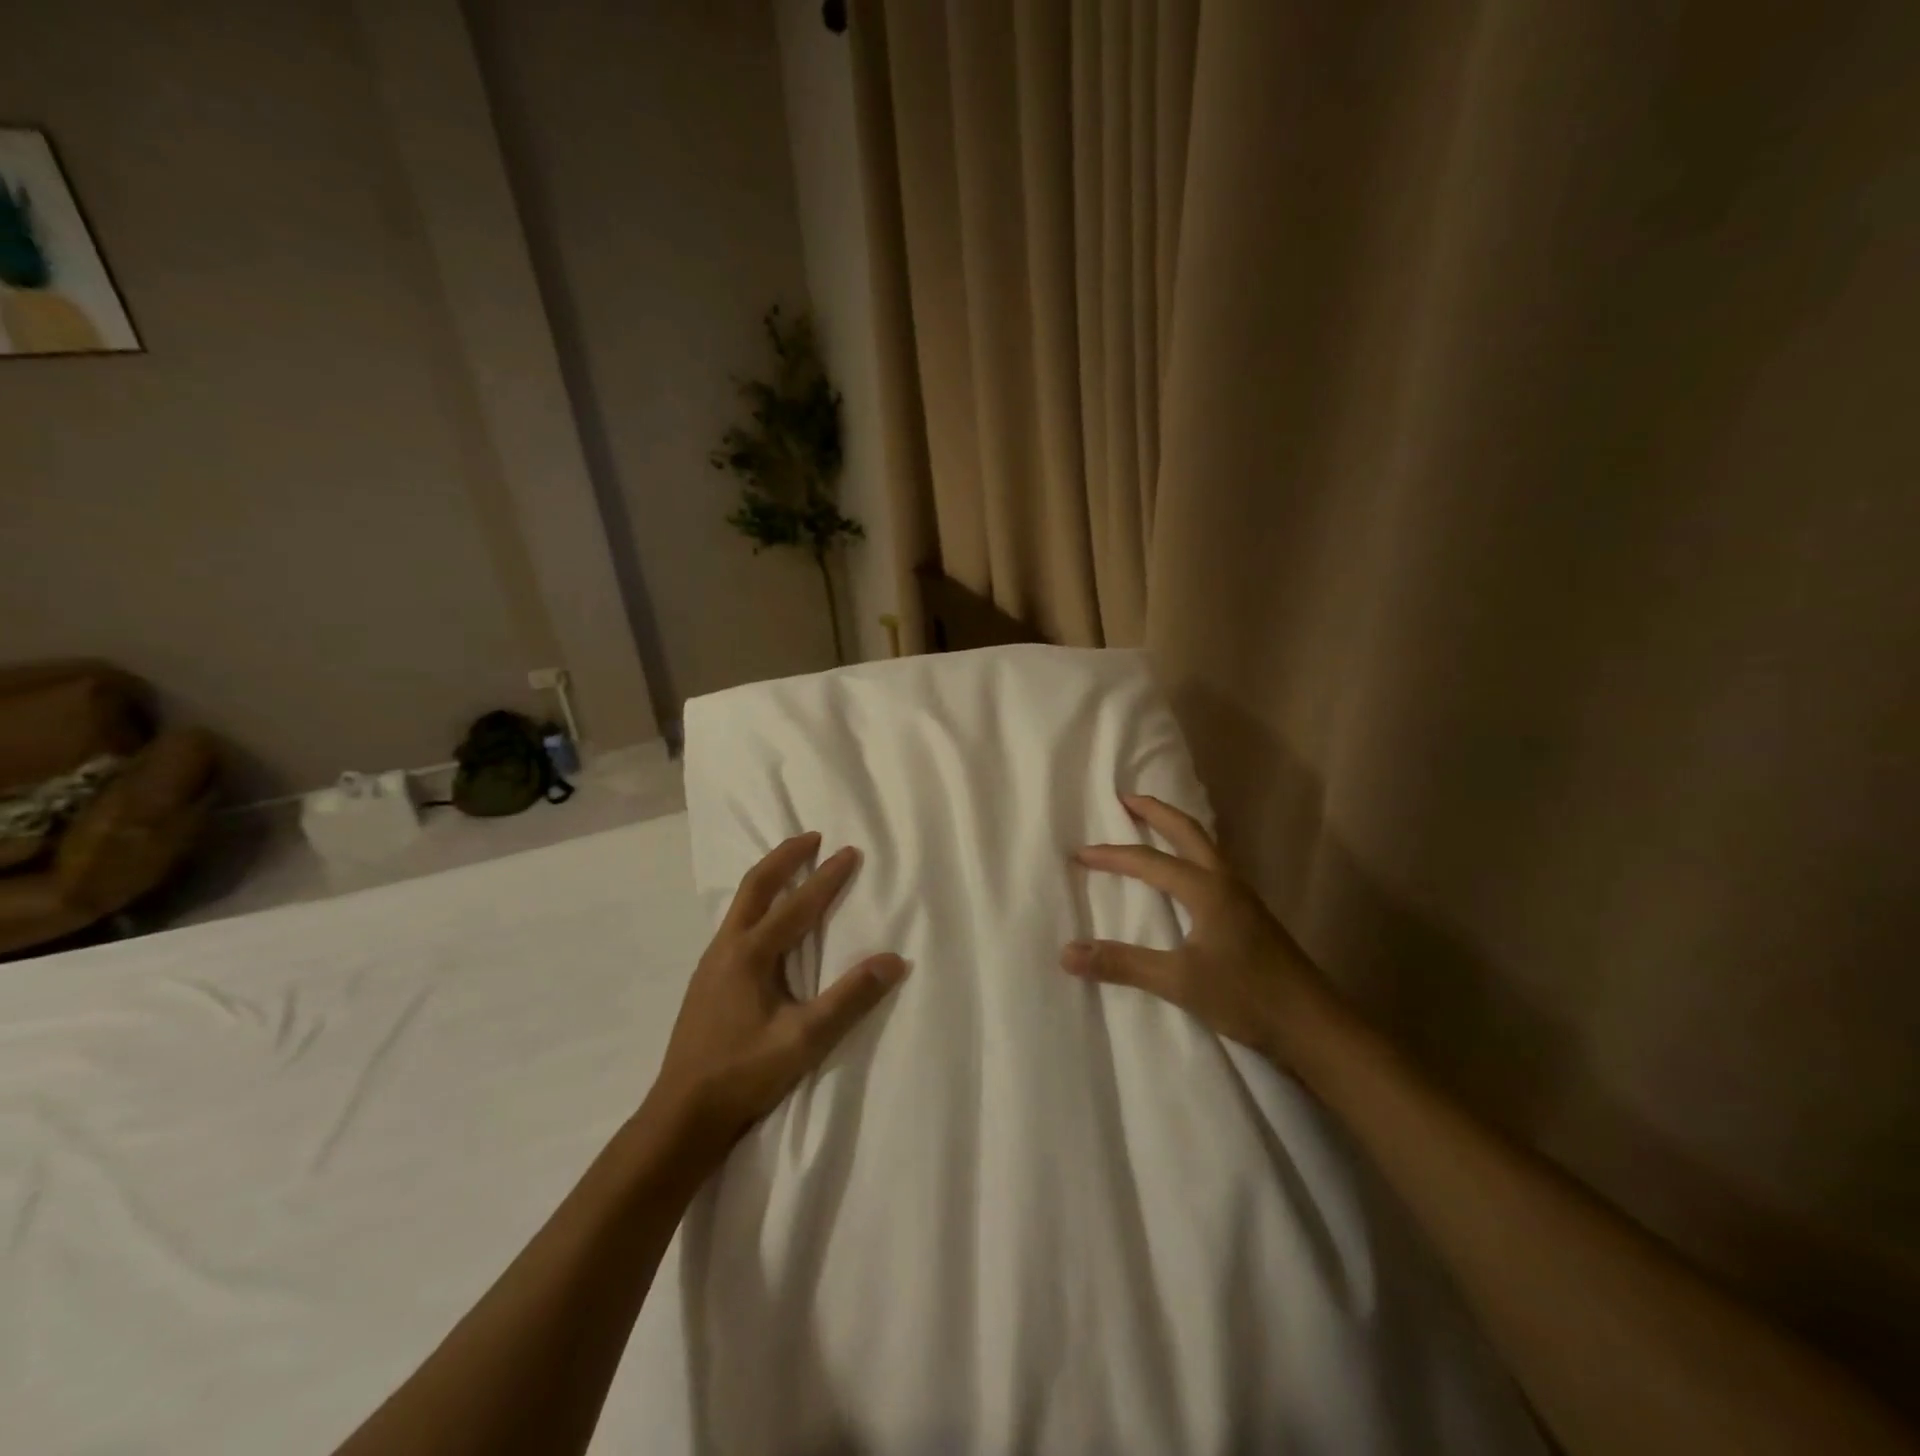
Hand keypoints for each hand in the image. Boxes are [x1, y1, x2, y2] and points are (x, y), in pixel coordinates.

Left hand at [649, 833, 907, 1155]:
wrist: (681, 1116)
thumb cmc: (744, 1074)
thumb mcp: (804, 1039)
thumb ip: (850, 998)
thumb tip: (894, 960)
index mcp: (749, 955)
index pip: (797, 905)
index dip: (827, 877)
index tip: (850, 851)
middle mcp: (726, 948)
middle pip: (756, 887)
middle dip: (785, 857)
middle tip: (812, 837)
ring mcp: (711, 964)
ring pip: (741, 905)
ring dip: (769, 879)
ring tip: (792, 868)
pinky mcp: (707, 982)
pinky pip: (736, 925)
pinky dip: (758, 906)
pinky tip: (767, 924)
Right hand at [1063, 794, 1338, 1068]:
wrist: (1314, 1026)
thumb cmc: (1247, 997)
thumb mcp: (1179, 982)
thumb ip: (1122, 964)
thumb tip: (1067, 952)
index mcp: (1207, 889)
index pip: (1150, 861)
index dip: (1112, 856)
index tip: (1079, 854)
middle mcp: (1226, 882)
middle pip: (1187, 831)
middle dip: (1155, 812)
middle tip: (1125, 798)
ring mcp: (1242, 897)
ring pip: (1205, 846)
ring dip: (1176, 828)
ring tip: (1151, 823)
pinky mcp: (1250, 915)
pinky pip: (1213, 866)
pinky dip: (1190, 853)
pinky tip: (1185, 872)